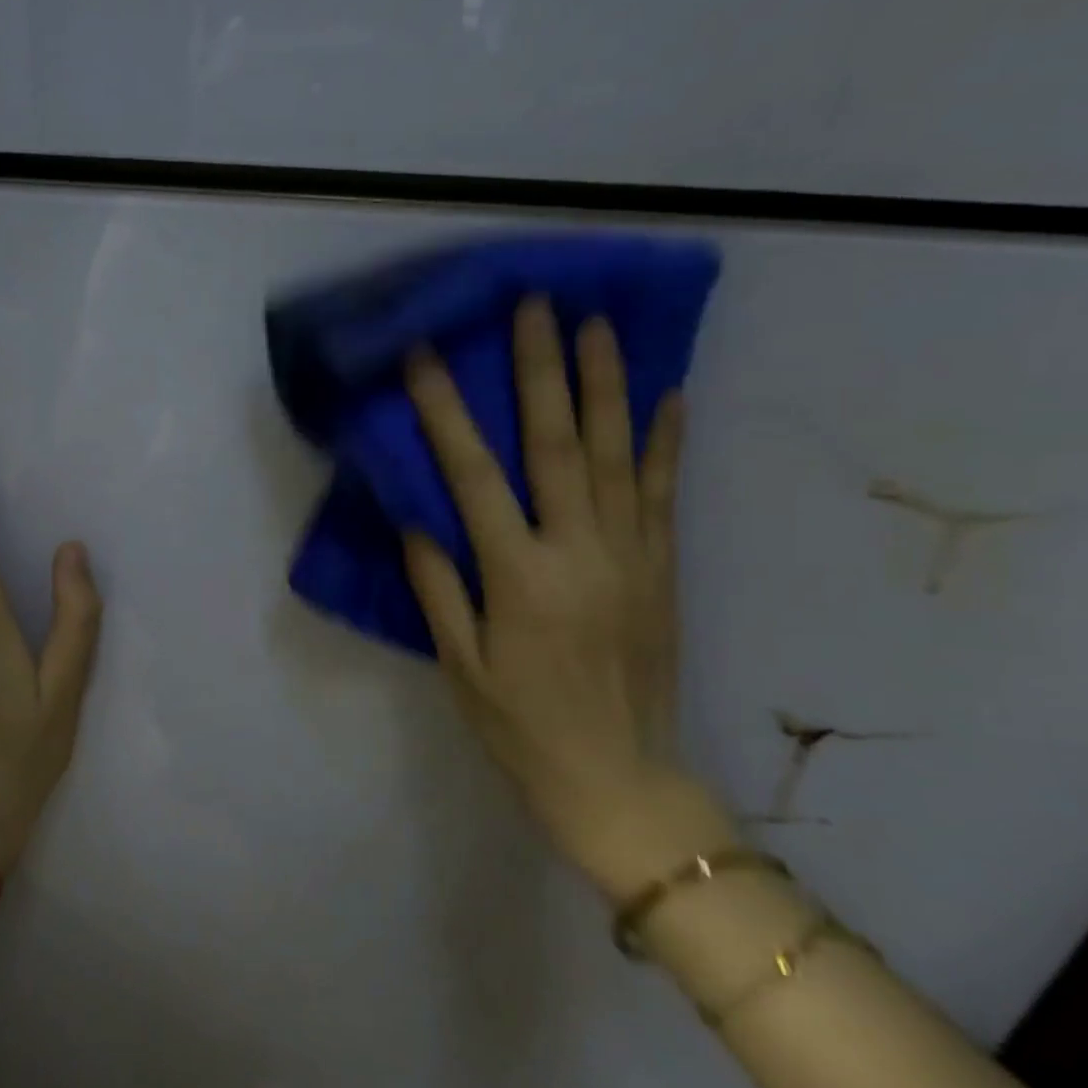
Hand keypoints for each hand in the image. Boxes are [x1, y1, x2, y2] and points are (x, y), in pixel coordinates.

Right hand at [403, 297, 730, 896]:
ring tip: (598, 324)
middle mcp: (579, 553)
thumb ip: (438, 587)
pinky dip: (667, 442)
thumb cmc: (522, 728)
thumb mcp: (460, 667)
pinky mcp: (663, 570)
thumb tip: (418, 516)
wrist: (621, 782)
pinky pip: (666, 495)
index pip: (473, 477)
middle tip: (536, 306)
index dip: (446, 412)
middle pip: (558, 446)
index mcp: (519, 578)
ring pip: (619, 456)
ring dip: (607, 386)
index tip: (429, 358)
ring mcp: (631, 557)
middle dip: (542, 371)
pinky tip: (669, 395)